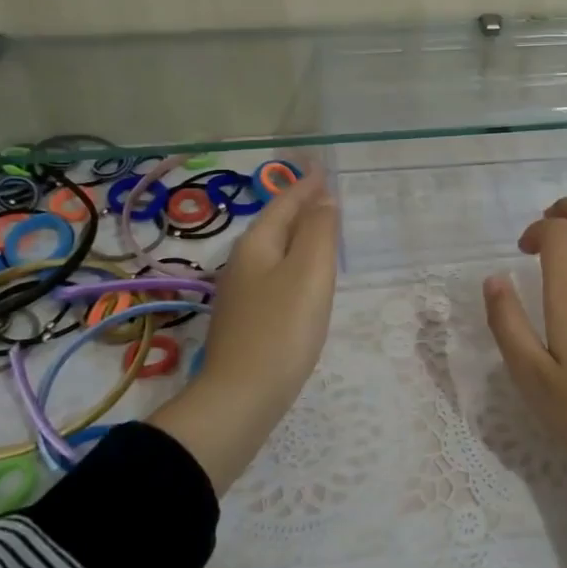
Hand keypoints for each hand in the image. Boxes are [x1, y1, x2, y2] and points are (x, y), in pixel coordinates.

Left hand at [154, 172, 338, 492]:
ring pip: (274, 251)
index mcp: (257, 246)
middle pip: (275, 225)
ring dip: (297, 235)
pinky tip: (303, 280)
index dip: (305, 185)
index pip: (284, 204)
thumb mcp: (309, 273)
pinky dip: (293, 264)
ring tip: (320, 229)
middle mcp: (243, 264)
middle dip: (299, 206)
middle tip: (326, 194)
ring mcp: (241, 294)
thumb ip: (319, 231)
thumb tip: (323, 198)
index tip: (322, 168)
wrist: (241, 399)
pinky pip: (274, 276)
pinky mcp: (247, 321)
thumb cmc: (282, 330)